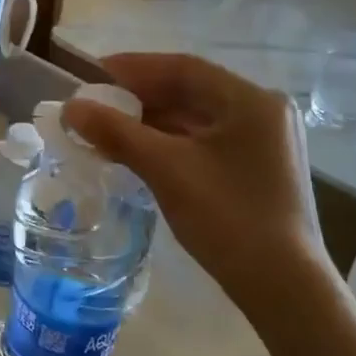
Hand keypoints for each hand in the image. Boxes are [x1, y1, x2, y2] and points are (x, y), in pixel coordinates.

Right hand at [64, 54, 337, 322]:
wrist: (283, 288)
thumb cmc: (228, 218)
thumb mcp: (166, 169)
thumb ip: (117, 132)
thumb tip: (71, 107)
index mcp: (251, 101)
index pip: (184, 68)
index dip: (134, 67)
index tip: (93, 74)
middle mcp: (263, 113)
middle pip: (191, 91)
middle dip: (140, 97)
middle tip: (95, 104)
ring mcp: (263, 142)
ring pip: (196, 119)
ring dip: (151, 122)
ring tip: (107, 129)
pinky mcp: (256, 169)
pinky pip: (204, 142)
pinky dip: (169, 143)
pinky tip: (137, 152)